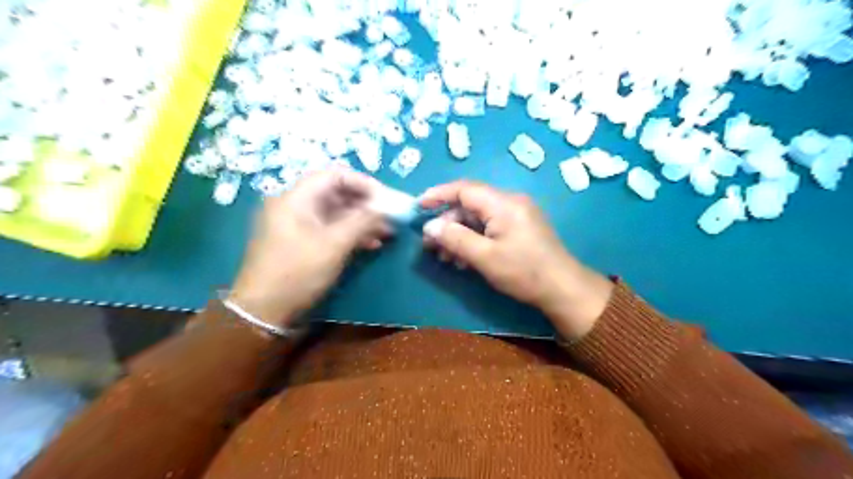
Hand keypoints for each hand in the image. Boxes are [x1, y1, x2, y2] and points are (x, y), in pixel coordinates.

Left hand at [231, 167, 393, 325]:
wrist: (264, 312)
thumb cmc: (298, 273)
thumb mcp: (334, 245)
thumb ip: (363, 221)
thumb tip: (389, 207)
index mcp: (296, 198)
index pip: (335, 175)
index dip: (364, 183)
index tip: (387, 199)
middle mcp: (295, 205)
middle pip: (337, 193)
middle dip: (367, 204)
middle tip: (390, 217)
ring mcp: (298, 225)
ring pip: (337, 213)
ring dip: (363, 220)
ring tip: (387, 232)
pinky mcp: (303, 242)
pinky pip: (331, 229)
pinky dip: (352, 233)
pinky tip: (372, 244)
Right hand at [420, 179, 612, 339]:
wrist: (563, 289)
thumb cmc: (524, 272)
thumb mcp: (485, 257)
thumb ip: (455, 239)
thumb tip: (430, 226)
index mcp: (503, 203)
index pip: (464, 189)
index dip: (439, 195)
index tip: (418, 206)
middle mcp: (510, 202)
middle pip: (469, 205)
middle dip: (447, 223)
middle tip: (430, 245)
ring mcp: (516, 215)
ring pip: (478, 218)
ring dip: (459, 235)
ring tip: (446, 258)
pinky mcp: (519, 228)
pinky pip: (490, 227)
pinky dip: (474, 240)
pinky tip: (464, 259)